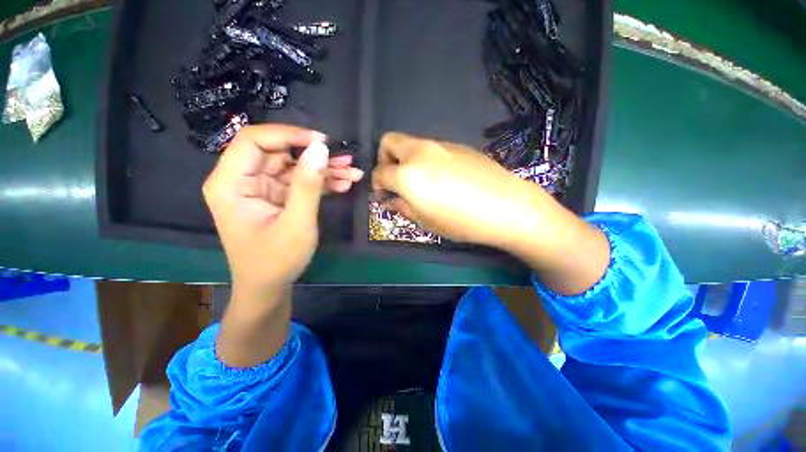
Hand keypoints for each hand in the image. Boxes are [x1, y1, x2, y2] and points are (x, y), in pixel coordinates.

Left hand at [203, 125, 363, 297]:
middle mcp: (242, 181)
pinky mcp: (276, 198)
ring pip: (294, 167)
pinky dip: (322, 184)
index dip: (289, 135)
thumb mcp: (297, 222)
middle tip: (346, 161)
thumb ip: (308, 184)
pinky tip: (343, 185)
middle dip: (315, 156)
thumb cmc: (277, 260)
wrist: (269, 288)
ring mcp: (261, 189)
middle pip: (279, 153)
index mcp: (231, 184)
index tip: (322, 142)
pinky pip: (299, 183)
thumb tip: (321, 148)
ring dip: (324, 170)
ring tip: (353, 173)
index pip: (254, 141)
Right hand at [371, 132, 540, 248]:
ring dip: (407, 159)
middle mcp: (420, 152)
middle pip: (389, 141)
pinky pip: (433, 148)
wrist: (506, 206)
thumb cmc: (461, 221)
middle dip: (385, 159)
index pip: (379, 172)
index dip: (376, 184)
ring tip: (421, 181)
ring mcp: (440, 145)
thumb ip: (403, 207)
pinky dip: (426, 159)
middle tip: (395, 179)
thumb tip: (391, 200)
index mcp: (407, 174)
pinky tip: (443, 178)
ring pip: (412, 144)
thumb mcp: (426, 221)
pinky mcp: (458, 145)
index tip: (383, 195)